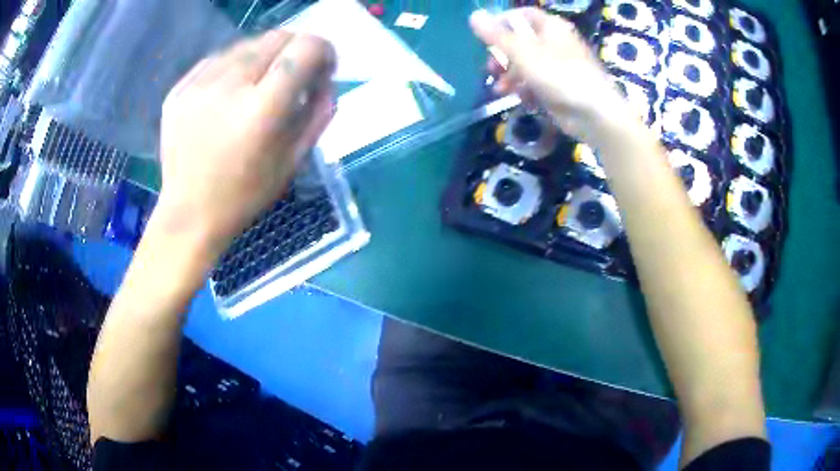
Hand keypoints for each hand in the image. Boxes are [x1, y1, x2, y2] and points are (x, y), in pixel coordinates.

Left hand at [156, 30, 335, 252]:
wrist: (189, 213)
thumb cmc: (245, 195)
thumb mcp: (294, 160)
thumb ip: (318, 113)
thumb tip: (326, 79)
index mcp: (261, 110)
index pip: (305, 49)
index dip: (323, 50)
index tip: (323, 68)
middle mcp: (228, 86)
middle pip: (277, 38)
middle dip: (296, 50)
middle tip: (293, 75)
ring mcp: (198, 85)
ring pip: (247, 44)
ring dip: (264, 57)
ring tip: (258, 85)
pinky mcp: (179, 89)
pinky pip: (217, 59)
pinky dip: (233, 66)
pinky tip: (230, 91)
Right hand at [470, 8, 637, 143]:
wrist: (593, 114)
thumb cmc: (559, 75)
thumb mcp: (522, 52)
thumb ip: (496, 35)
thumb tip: (473, 15)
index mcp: (551, 26)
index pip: (521, 15)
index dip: (501, 23)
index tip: (484, 38)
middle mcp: (555, 42)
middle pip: (520, 42)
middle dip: (502, 57)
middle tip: (491, 69)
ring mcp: (558, 66)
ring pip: (526, 65)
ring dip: (510, 77)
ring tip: (500, 90)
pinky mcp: (559, 87)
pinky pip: (536, 83)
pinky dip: (526, 90)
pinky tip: (521, 100)